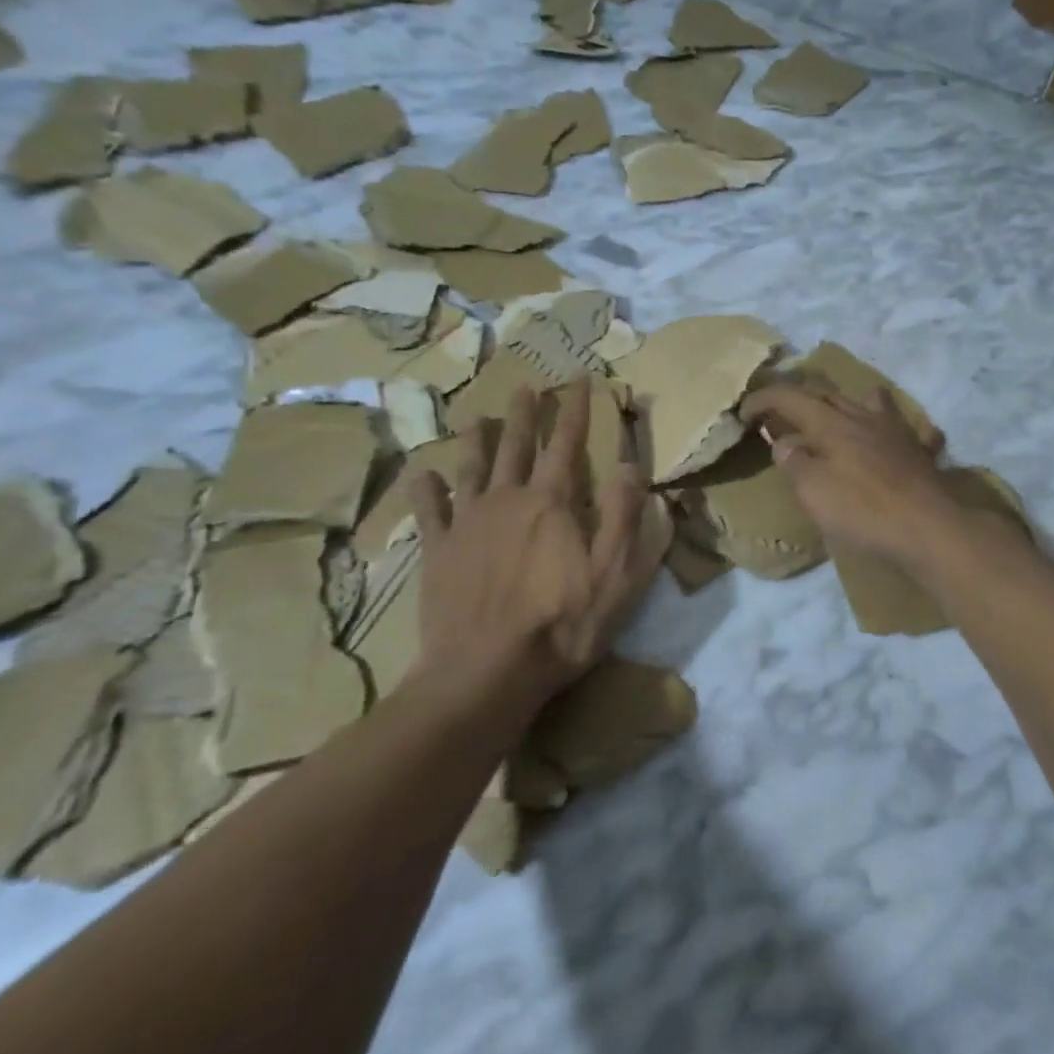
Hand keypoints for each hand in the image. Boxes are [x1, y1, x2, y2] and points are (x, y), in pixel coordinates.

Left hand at [407, 380, 660, 705]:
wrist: (484, 673)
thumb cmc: (560, 625)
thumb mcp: (615, 575)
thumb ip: (626, 517)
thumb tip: (631, 465)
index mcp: (551, 503)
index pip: (567, 444)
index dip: (577, 410)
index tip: (582, 380)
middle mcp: (507, 500)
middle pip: (516, 446)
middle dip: (525, 415)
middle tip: (526, 387)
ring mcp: (467, 524)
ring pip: (472, 468)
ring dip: (476, 440)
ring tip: (477, 416)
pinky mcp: (438, 551)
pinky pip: (429, 510)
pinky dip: (426, 489)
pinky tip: (423, 473)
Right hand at [740, 383, 971, 569]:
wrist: (928, 528)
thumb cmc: (863, 510)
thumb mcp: (813, 490)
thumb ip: (795, 462)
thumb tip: (785, 442)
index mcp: (832, 424)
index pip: (791, 398)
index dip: (764, 399)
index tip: (744, 411)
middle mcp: (865, 418)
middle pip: (830, 395)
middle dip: (803, 399)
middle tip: (785, 414)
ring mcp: (898, 433)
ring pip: (873, 403)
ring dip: (852, 403)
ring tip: (843, 413)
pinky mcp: (922, 454)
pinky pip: (913, 432)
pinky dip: (901, 431)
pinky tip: (904, 439)